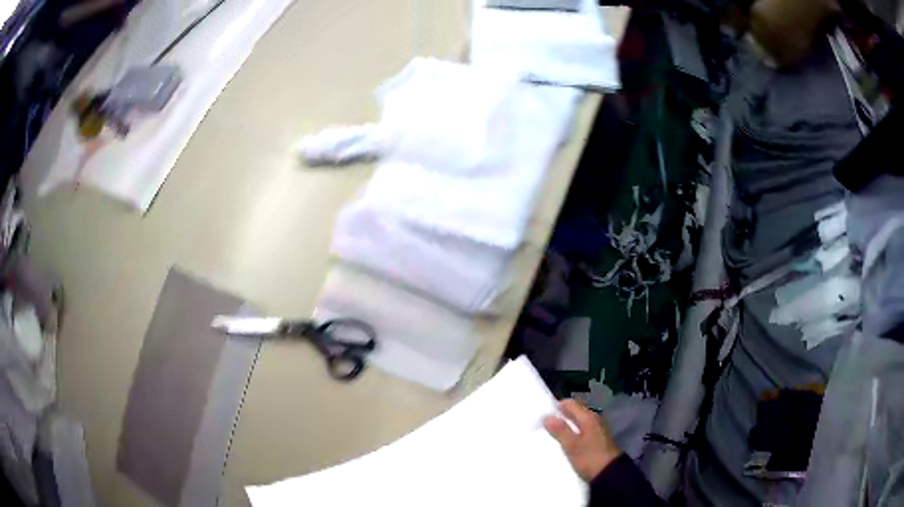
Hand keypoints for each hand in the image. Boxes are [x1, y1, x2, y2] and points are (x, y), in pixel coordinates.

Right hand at [543, 399, 620, 482]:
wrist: (609, 474)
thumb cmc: (590, 458)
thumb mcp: (572, 445)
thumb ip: (560, 430)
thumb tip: (547, 417)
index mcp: (588, 417)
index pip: (570, 404)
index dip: (556, 407)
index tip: (542, 415)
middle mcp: (594, 419)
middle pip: (574, 412)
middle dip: (560, 417)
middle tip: (544, 425)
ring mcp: (596, 429)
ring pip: (577, 422)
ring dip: (565, 426)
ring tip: (551, 434)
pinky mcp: (597, 439)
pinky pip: (581, 430)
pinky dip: (572, 433)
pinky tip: (565, 442)